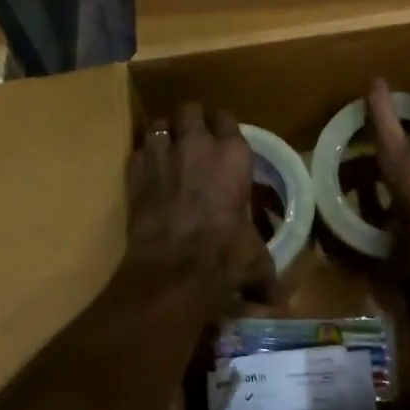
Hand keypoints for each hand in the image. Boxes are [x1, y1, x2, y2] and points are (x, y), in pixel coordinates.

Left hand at [126, 102, 277, 306]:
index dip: (223, 128)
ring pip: (160, 124)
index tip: (222, 140)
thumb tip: (274, 299)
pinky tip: (148, 174)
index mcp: (234, 155)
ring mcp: (162, 154)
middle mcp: (197, 145)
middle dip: (191, 122)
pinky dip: (143, 158)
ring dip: (165, 135)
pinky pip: (138, 151)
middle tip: (194, 141)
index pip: (227, 119)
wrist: (173, 269)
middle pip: (191, 110)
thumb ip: (264, 271)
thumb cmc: (224, 256)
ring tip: (168, 151)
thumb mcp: (254, 261)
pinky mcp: (135, 171)